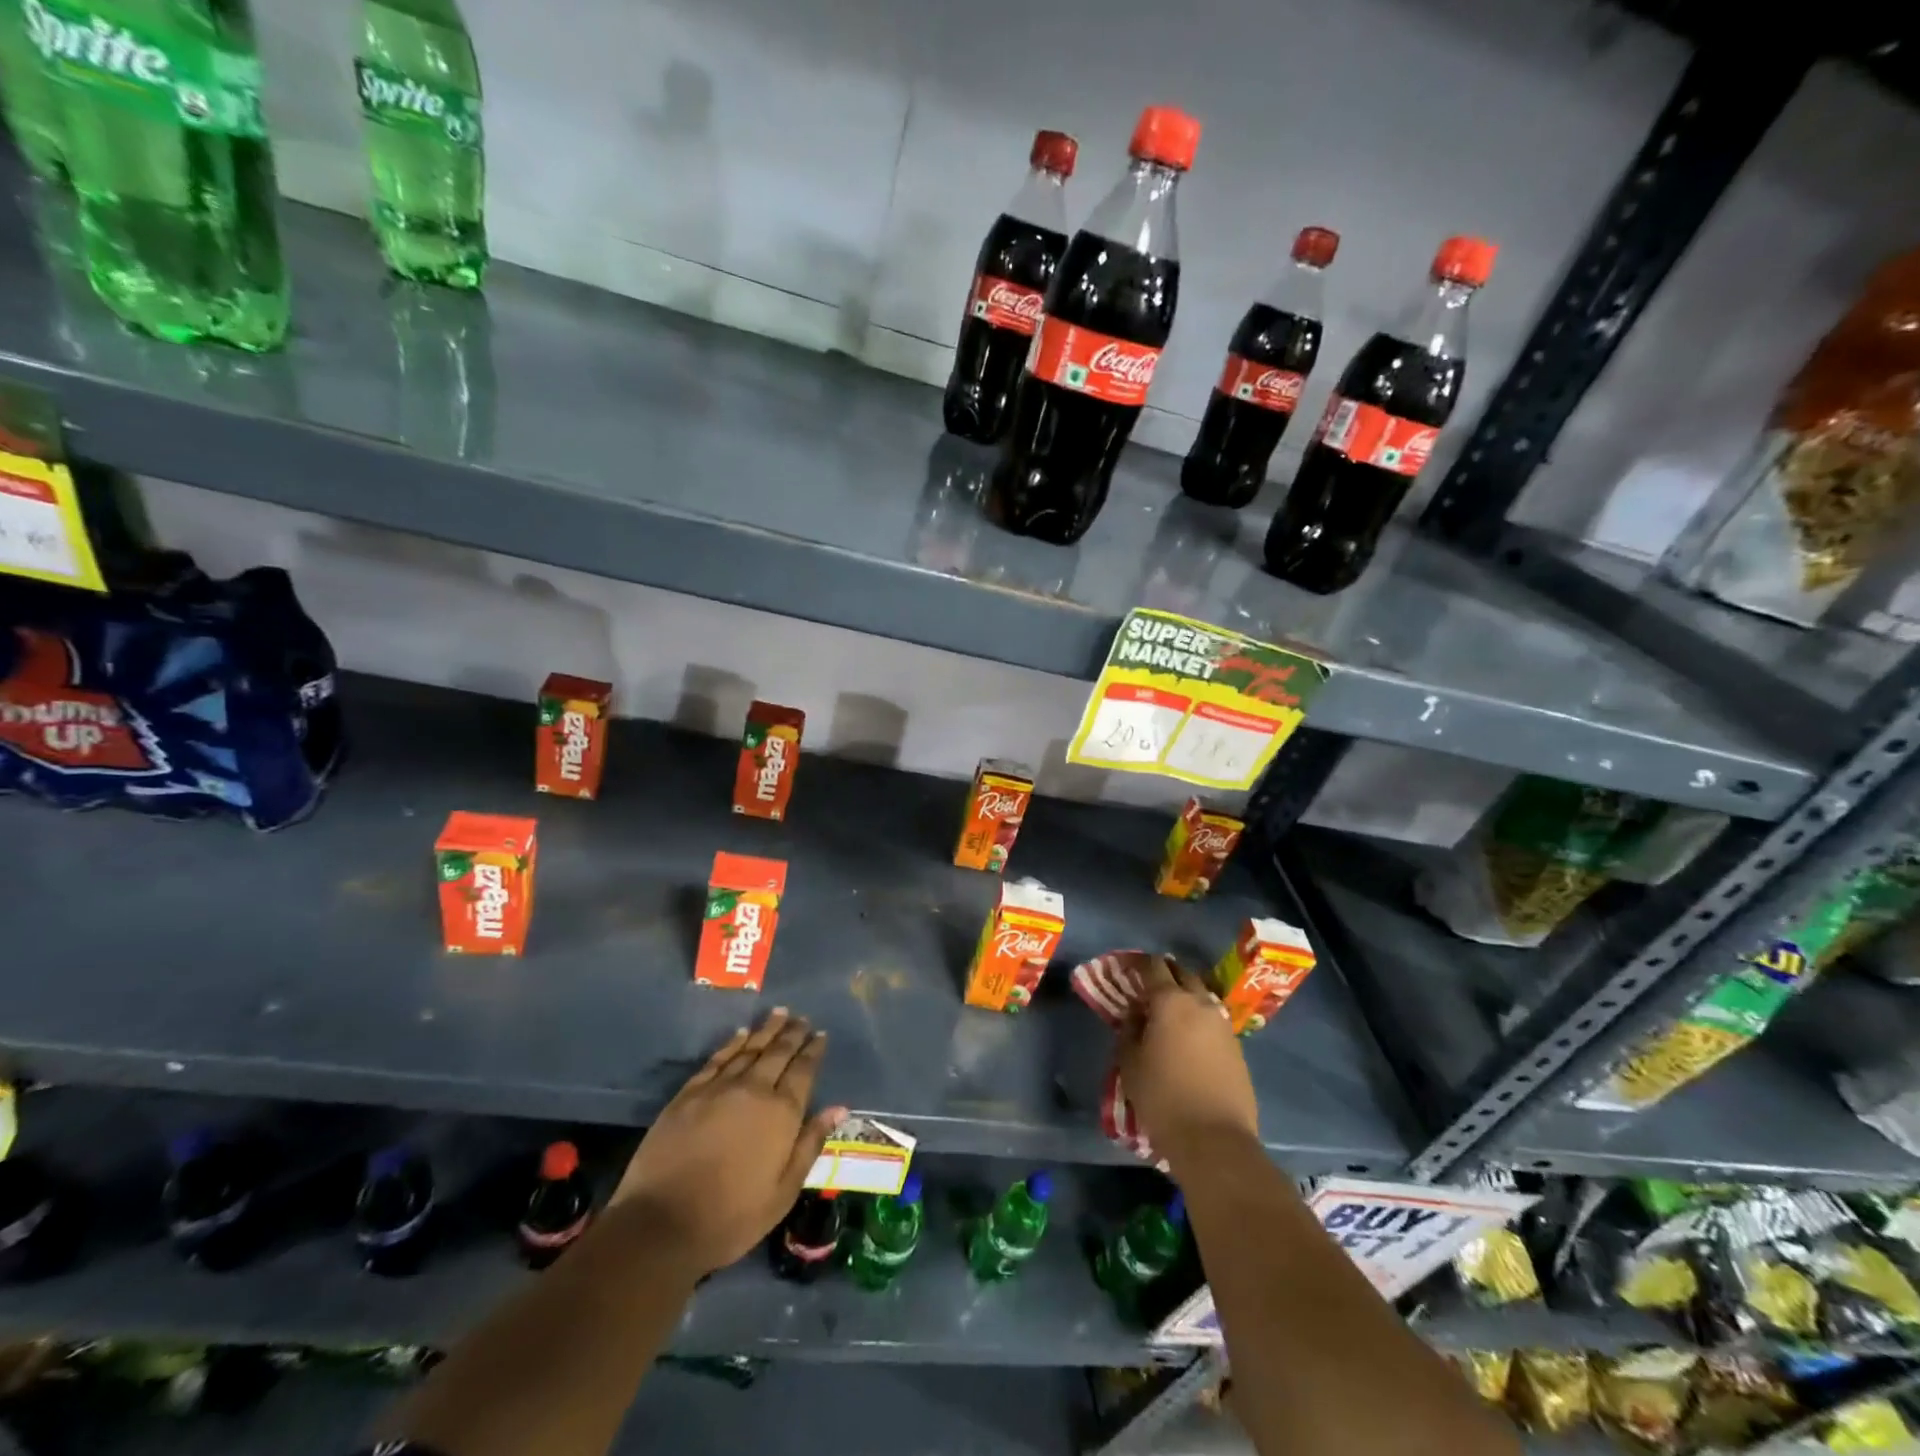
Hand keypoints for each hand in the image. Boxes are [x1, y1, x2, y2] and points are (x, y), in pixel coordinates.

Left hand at [612, 1009, 846, 1274]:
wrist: (661, 1224)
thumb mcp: (783, 1191)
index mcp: (781, 1112)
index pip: (803, 1070)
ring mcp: (718, 1088)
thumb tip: (838, 1108)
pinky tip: (741, 1035)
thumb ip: (810, 1144)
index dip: (813, 1050)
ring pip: (749, 1049)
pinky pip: (717, 1059)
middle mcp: (753, 1089)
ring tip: (779, 1014)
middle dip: (792, 1033)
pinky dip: (732, 1044)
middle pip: (778, 1052)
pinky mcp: (688, 1093)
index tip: (820, 1034)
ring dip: (766, 1031)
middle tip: (802, 1018)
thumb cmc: (731, 1216)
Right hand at [1116, 956, 1259, 1171]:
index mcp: (1171, 1001)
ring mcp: (1223, 1025)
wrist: (1215, 1140)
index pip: (1153, 966)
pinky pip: (1214, 1021)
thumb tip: (1137, 1014)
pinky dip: (1199, 1020)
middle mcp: (1201, 1003)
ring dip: (1185, 997)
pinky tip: (1190, 1039)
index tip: (1127, 968)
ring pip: (1202, 997)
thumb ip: (1129, 1029)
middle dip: (1165, 974)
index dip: (1138, 963)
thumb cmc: (1163, 1098)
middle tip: (1148, 987)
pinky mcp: (1237, 1047)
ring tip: (1169, 1014)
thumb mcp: (1130, 1062)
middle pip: (1183, 974)